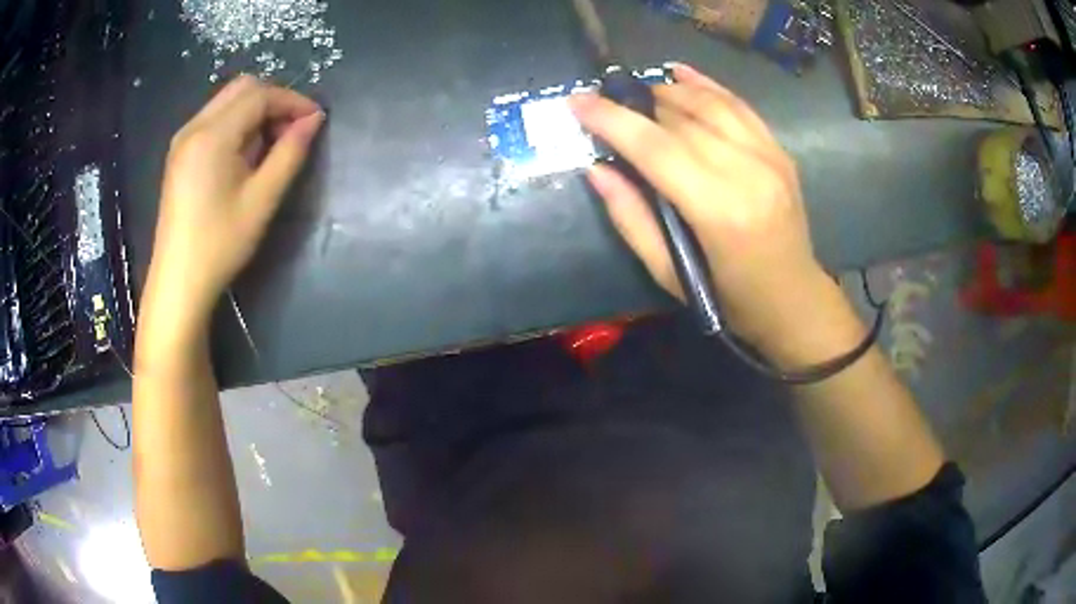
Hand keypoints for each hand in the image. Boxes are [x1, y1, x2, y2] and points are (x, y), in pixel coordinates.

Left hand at [142, 76, 323, 332]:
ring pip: (228, 102)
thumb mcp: (262, 199)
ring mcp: (183, 139)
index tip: (316, 121)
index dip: (292, 101)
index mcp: (212, 135)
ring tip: (271, 145)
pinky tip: (245, 154)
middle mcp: (194, 126)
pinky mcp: (180, 154)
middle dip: (274, 100)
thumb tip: (313, 120)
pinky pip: (214, 119)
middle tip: (292, 132)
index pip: (259, 95)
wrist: (178, 282)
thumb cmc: (220, 244)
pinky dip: (237, 124)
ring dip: (256, 111)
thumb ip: (290, 153)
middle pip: (242, 88)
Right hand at [570, 63, 844, 354]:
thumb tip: (598, 170)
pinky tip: (681, 73)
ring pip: (710, 103)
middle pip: (681, 119)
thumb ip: (631, 218)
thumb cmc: (729, 298)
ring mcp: (770, 157)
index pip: (656, 148)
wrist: (794, 300)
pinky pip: (740, 106)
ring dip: (669, 90)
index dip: (612, 120)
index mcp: (718, 211)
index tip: (577, 101)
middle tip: (607, 105)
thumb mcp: (669, 272)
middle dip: (637, 105)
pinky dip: (707, 86)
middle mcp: (747, 172)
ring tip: (640, 94)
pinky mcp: (780, 152)